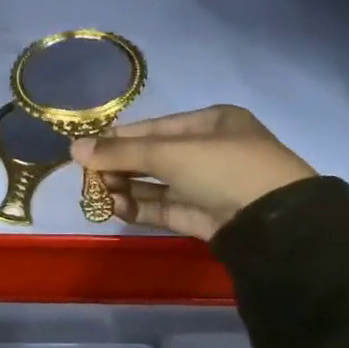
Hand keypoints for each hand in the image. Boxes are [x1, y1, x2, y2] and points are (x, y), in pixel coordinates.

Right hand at [71, 105, 315, 241]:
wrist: (274, 224)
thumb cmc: (224, 169)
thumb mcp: (170, 153)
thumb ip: (120, 152)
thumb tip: (73, 148)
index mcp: (211, 124)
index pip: (154, 128)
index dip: (118, 137)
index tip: (84, 148)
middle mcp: (210, 152)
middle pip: (153, 156)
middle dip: (119, 165)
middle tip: (88, 176)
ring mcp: (208, 186)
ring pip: (157, 184)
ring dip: (126, 188)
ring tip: (97, 194)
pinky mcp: (204, 217)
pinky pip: (165, 208)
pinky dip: (139, 207)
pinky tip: (115, 207)